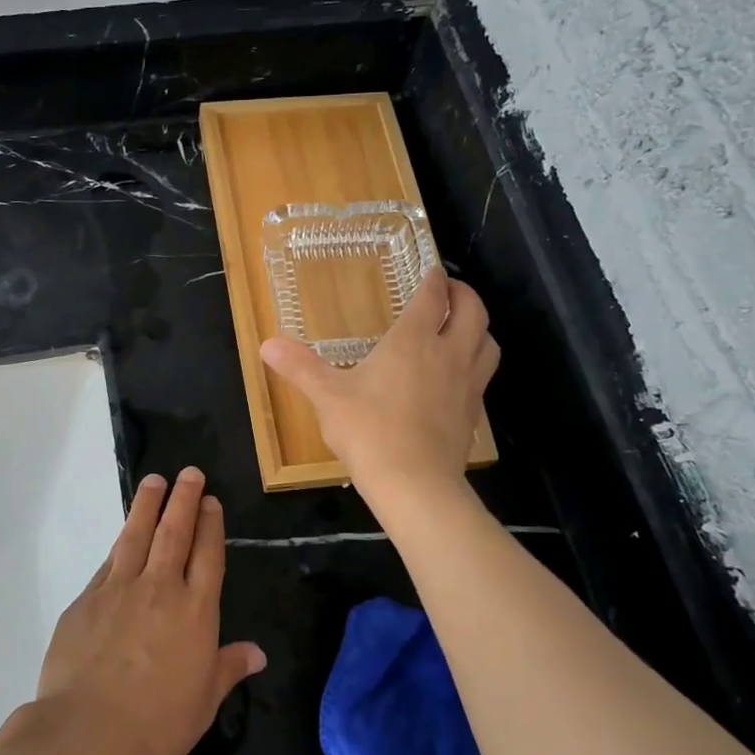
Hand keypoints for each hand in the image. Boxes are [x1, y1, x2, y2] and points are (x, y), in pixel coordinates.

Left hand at [34, 467, 266, 754]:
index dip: (210, 524)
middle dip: (184, 499)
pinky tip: (122, 537)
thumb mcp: (204, 701)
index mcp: (195, 611)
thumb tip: (258, 653)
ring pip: (136, 535)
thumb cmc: (157, 723)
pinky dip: (119, 545)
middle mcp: (159, 589)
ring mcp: (119, 590)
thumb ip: (228, 668)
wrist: (87, 734)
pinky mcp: (86, 600)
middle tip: (189, 473)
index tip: (210, 501)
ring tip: (154, 481)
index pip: (207, 555)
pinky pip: (108, 563)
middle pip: (174, 533)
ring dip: (147, 506)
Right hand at [260, 266, 497, 505]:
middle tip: (450, 290)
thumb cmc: (368, 431)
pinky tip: (458, 376)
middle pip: (473, 311)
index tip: (432, 271)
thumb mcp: (327, 397)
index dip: (433, 280)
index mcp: (412, 341)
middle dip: (464, 294)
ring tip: (463, 327)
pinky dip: (476, 363)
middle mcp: (447, 354)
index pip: (431, 298)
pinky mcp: (473, 413)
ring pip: (488, 343)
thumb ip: (300, 367)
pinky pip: (483, 376)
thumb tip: (267, 344)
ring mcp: (467, 385)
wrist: (414, 483)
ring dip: (478, 327)